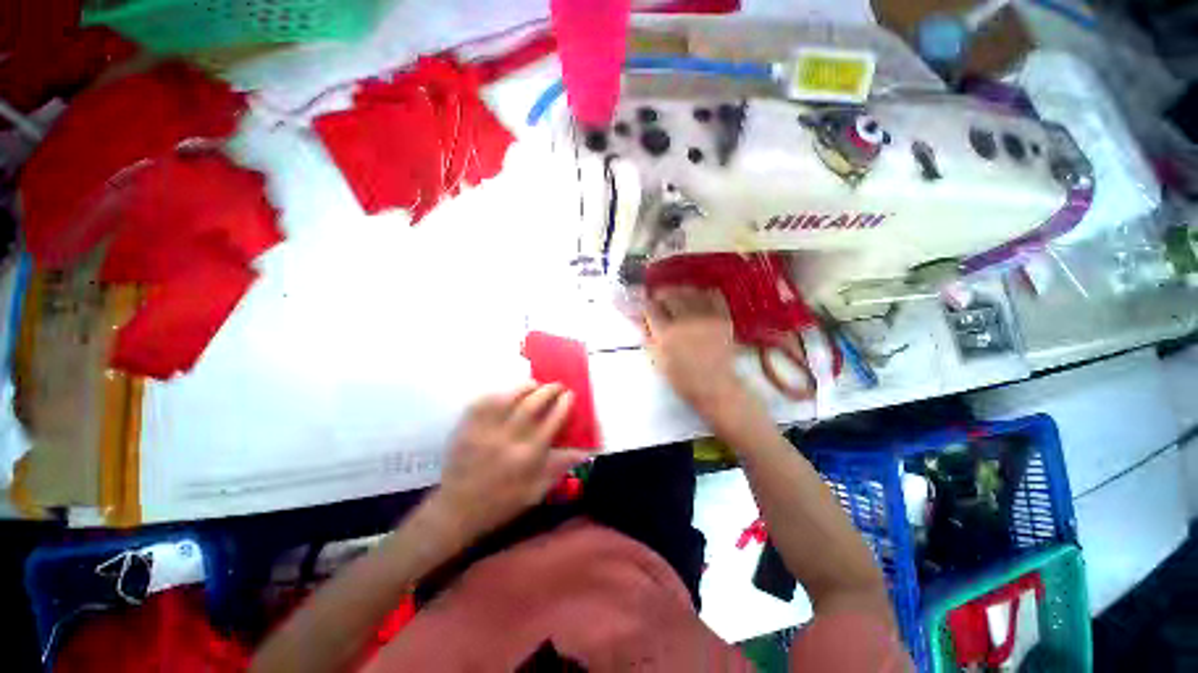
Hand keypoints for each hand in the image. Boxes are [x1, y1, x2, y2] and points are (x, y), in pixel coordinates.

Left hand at [430, 384, 589, 541]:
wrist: (457, 510)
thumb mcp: (536, 491)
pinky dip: (500, 392)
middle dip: (549, 389)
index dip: (564, 403)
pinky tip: (508, 393)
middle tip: (557, 385)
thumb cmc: (502, 503)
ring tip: (535, 385)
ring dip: (526, 386)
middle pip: (534, 403)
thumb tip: (584, 450)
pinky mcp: (467, 426)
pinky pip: (485, 400)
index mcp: (529, 456)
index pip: (553, 420)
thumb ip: (560, 467)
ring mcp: (486, 430)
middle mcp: (509, 439)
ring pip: (510, 396)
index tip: (570, 394)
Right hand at [644, 286, 751, 421]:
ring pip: (689, 291)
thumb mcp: (657, 359)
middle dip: (660, 296)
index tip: (643, 306)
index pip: (650, 307)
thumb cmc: (681, 379)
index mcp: (667, 334)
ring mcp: (707, 317)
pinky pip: (712, 294)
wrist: (715, 387)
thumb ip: (648, 335)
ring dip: (678, 292)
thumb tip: (639, 316)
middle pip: (669, 293)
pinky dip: (701, 294)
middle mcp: (686, 320)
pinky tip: (696, 300)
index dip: (644, 304)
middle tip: (658, 302)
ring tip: (676, 300)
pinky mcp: (723, 317)